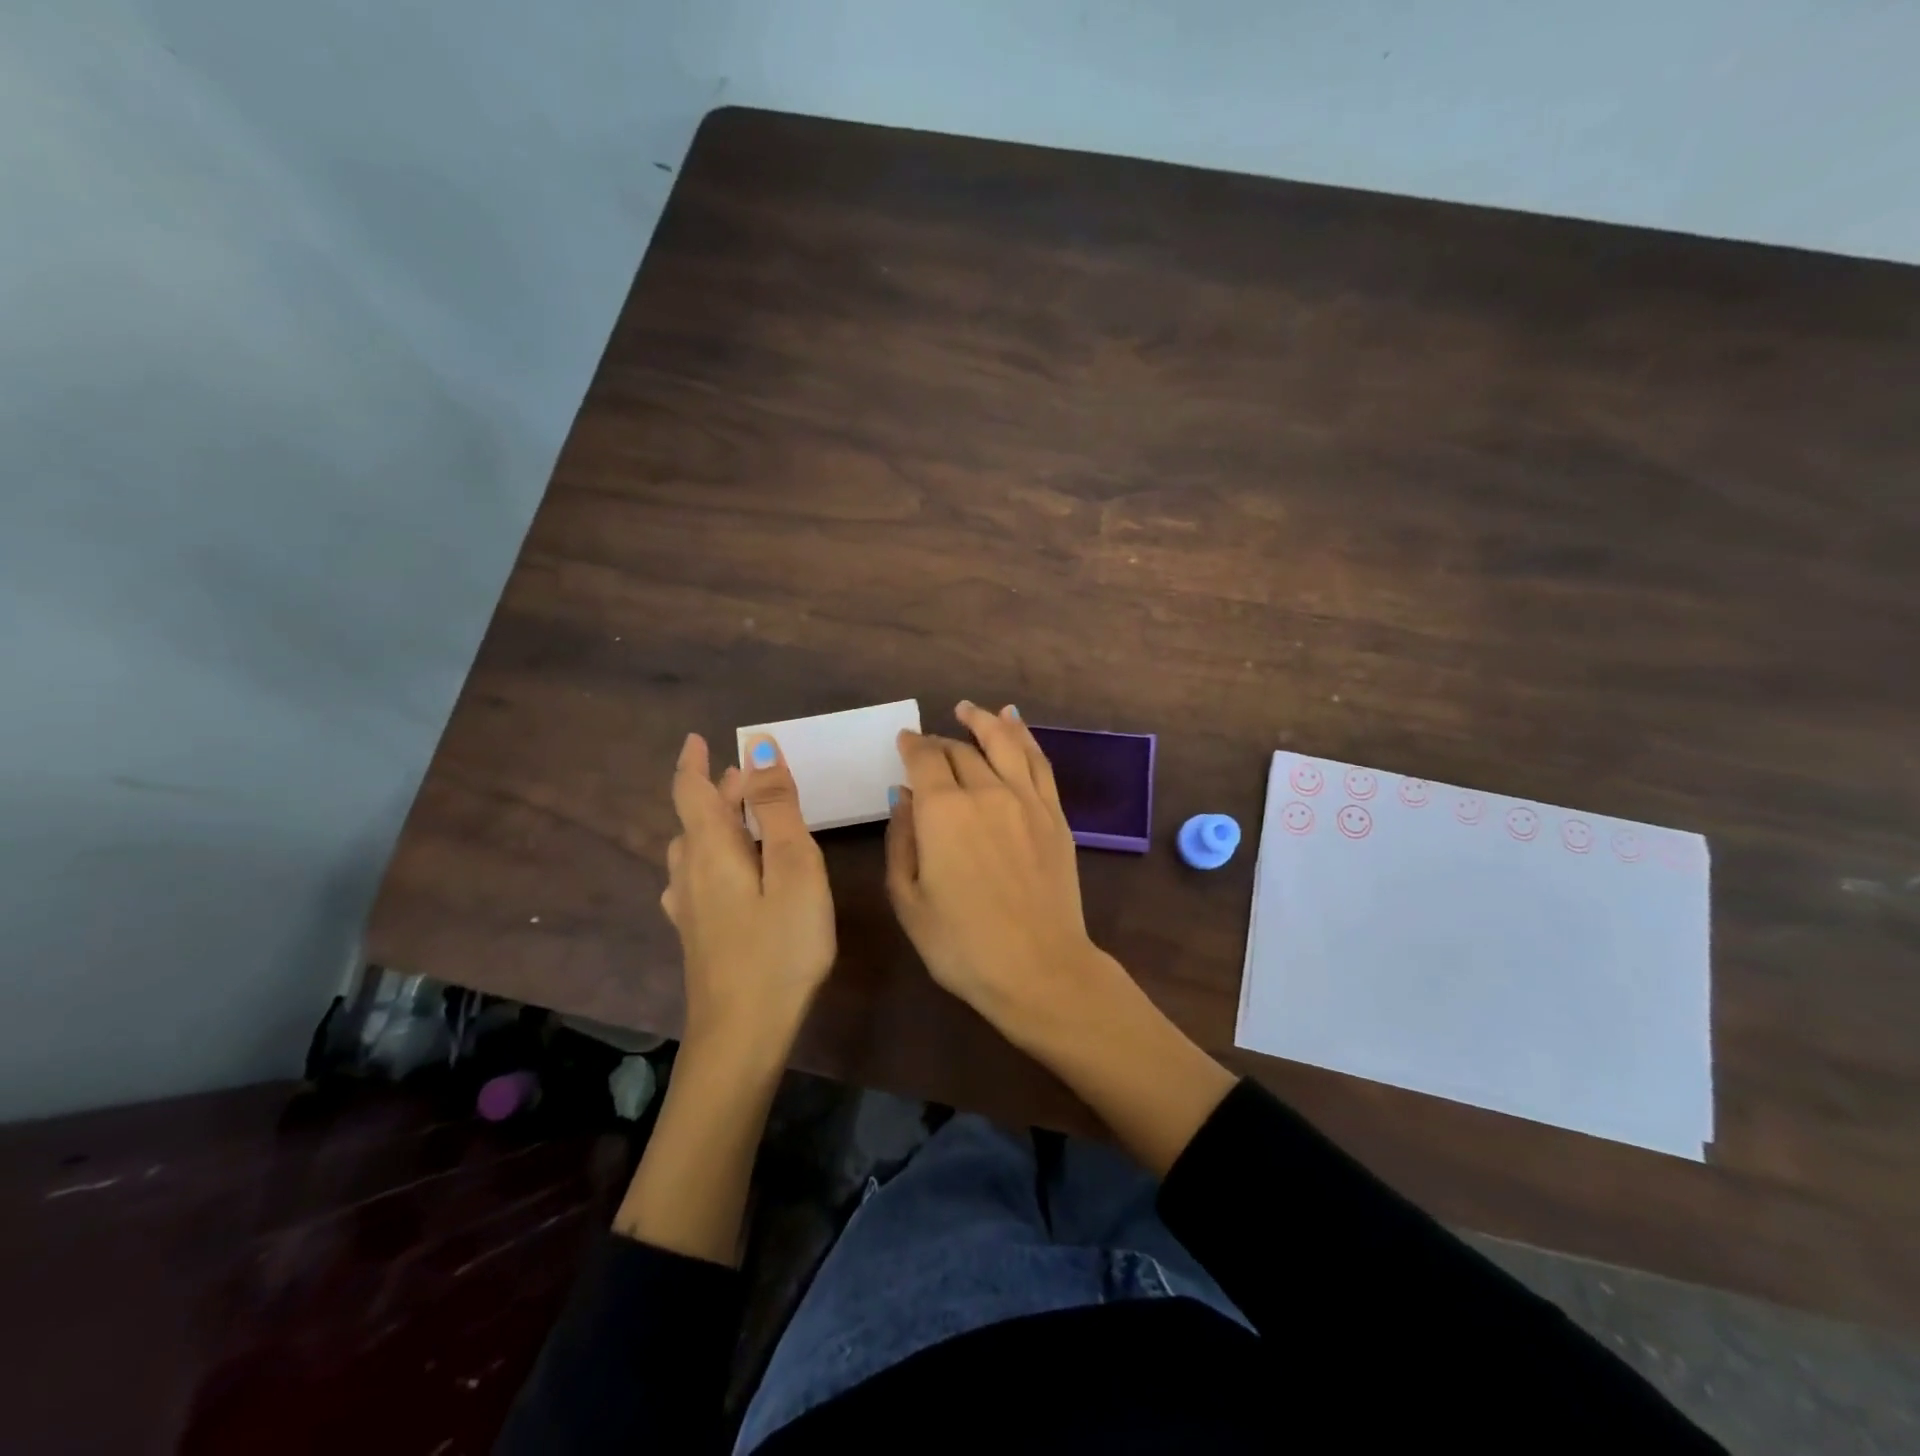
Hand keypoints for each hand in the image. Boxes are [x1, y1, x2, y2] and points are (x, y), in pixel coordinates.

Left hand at [662, 732, 834, 1055]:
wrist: (742, 1034)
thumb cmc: (779, 947)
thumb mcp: (793, 868)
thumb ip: (778, 808)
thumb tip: (758, 749)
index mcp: (711, 850)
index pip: (691, 792)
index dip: (693, 762)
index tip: (697, 739)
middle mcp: (690, 874)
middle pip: (696, 820)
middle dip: (719, 792)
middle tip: (751, 777)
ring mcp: (689, 909)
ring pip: (695, 850)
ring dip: (717, 824)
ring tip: (747, 818)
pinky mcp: (697, 936)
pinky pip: (698, 878)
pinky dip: (714, 857)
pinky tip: (728, 875)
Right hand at [886, 702, 1124, 1049]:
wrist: (1039, 968)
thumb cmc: (962, 944)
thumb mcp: (909, 900)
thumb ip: (902, 840)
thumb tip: (903, 796)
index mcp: (943, 811)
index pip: (925, 760)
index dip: (912, 745)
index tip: (904, 740)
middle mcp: (986, 792)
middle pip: (961, 751)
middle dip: (940, 743)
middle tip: (929, 745)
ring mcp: (1026, 800)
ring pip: (1004, 743)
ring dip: (984, 721)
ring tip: (969, 709)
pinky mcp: (1054, 814)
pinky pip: (1039, 762)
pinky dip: (1025, 736)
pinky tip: (1015, 723)